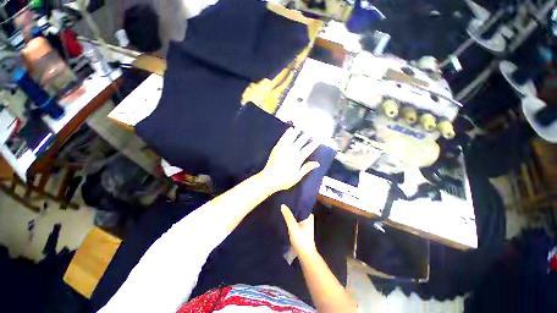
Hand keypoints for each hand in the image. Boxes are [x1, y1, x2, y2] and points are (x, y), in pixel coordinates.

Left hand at [258, 128, 319, 192]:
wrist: (269, 178)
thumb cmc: (285, 180)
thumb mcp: (298, 176)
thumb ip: (307, 168)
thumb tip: (317, 163)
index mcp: (298, 158)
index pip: (308, 149)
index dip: (314, 144)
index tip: (319, 139)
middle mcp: (292, 151)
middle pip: (300, 142)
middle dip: (306, 136)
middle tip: (310, 131)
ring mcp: (283, 148)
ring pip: (291, 138)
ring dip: (296, 132)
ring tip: (300, 127)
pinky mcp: (277, 147)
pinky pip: (283, 138)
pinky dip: (287, 133)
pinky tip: (289, 130)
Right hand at [281, 204, 316, 256]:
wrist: (305, 256)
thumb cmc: (301, 240)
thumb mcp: (293, 227)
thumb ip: (288, 216)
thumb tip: (283, 205)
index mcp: (309, 216)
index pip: (301, 205)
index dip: (294, 202)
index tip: (287, 198)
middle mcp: (307, 218)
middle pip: (298, 210)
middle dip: (291, 208)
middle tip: (282, 202)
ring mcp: (304, 224)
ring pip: (296, 215)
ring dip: (290, 214)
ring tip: (282, 208)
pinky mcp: (301, 229)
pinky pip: (295, 220)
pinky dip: (290, 219)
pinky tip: (284, 217)